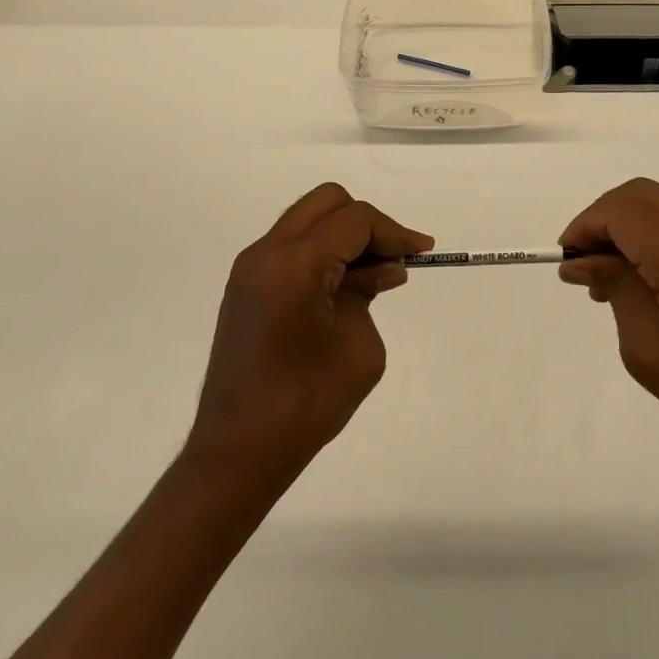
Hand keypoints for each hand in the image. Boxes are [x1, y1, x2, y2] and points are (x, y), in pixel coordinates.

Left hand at [184, 184, 432, 484]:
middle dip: (366, 223)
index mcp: (295, 264)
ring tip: (374, 274)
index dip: (394, 231)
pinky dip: (322, 251)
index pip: (355, 221)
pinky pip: (291, 246)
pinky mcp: (245, 286)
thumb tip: (383, 268)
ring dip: (343, 235)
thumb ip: (370, 293)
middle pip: (327, 202)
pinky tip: (344, 285)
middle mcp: (267, 252)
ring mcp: (250, 268)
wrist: (235, 455)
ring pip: (307, 219)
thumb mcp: (359, 349)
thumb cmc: (304, 405)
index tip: (423, 252)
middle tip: (394, 257)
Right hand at [558, 178, 658, 476]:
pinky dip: (651, 236)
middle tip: (584, 264)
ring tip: (607, 276)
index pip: (624, 211)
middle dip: (604, 218)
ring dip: (627, 225)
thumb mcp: (648, 351)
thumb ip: (615, 288)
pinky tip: (641, 278)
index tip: (567, 259)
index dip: (587, 225)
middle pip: (642, 195)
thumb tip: (582, 259)